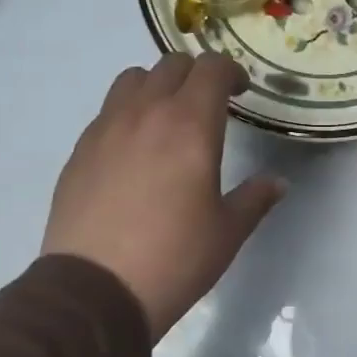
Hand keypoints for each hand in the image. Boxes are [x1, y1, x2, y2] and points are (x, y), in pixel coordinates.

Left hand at [43, 55, 285, 338]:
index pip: (211, 68)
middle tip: (210, 104)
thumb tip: (277, 182)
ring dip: (157, 86)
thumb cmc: (174, 258)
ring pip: (132, 80)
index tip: (240, 92)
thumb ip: (255, 198)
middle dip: (196, 75)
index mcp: (190, 126)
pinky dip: (127, 114)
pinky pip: (107, 112)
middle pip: (171, 65)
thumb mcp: (228, 232)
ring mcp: (105, 129)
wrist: (95, 291)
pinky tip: (135, 151)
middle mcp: (145, 114)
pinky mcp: (79, 151)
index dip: (230, 71)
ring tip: (168, 119)